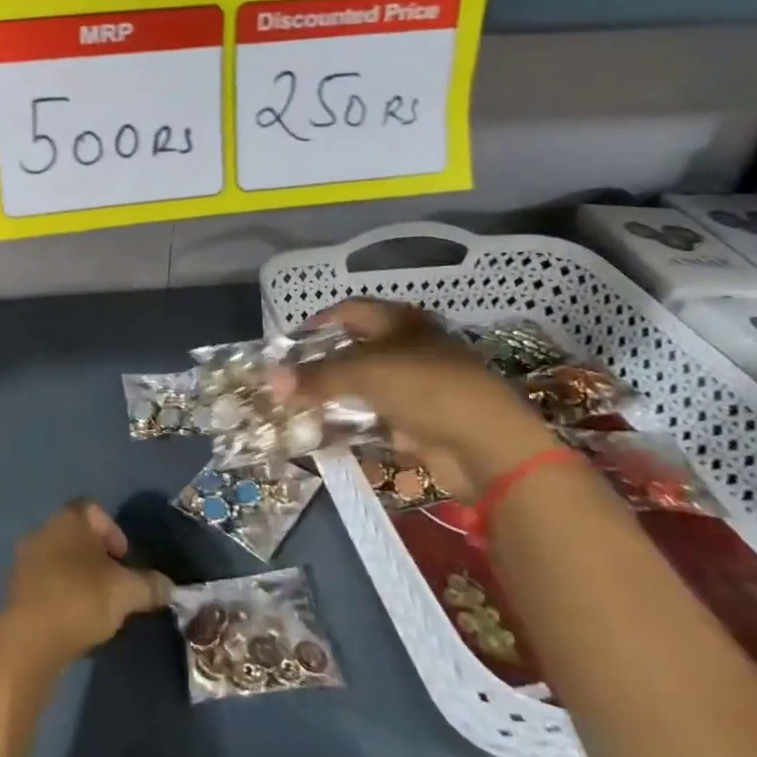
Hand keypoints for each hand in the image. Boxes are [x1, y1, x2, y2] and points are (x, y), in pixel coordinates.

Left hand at [0, 500, 171, 663]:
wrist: (30, 638)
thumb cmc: (82, 598)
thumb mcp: (128, 592)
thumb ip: (151, 585)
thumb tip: (169, 587)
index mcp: (69, 519)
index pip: (94, 510)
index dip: (113, 532)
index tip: (125, 560)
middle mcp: (43, 530)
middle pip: (76, 535)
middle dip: (97, 557)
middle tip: (114, 584)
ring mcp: (25, 559)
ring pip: (60, 559)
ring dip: (78, 577)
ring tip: (96, 606)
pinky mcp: (15, 588)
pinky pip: (45, 583)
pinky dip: (61, 594)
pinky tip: (73, 619)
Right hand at [274, 300, 555, 500]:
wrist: (487, 445)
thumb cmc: (425, 388)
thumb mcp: (363, 373)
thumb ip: (315, 377)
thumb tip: (270, 379)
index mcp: (400, 322)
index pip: (349, 311)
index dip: (317, 323)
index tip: (287, 343)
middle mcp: (408, 349)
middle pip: (354, 350)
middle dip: (321, 364)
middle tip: (287, 378)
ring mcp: (416, 387)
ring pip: (363, 387)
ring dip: (334, 397)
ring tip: (297, 407)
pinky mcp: (419, 422)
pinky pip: (375, 419)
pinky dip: (352, 424)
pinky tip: (324, 432)